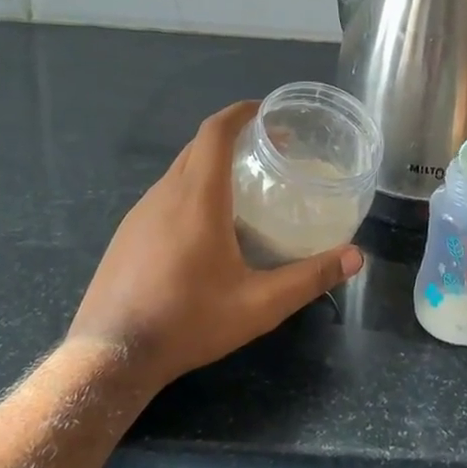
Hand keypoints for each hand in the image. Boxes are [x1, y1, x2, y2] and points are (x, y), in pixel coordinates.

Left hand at [68, 101, 363, 388]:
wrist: (110, 354)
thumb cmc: (188, 322)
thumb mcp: (258, 305)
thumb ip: (309, 278)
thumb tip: (356, 257)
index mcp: (197, 198)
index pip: (215, 132)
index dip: (241, 113)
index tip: (267, 112)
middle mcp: (165, 194)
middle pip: (198, 146)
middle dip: (233, 137)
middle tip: (269, 151)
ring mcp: (139, 213)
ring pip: (179, 170)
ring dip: (210, 164)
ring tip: (243, 186)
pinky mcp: (126, 233)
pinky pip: (163, 194)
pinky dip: (190, 188)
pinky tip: (205, 225)